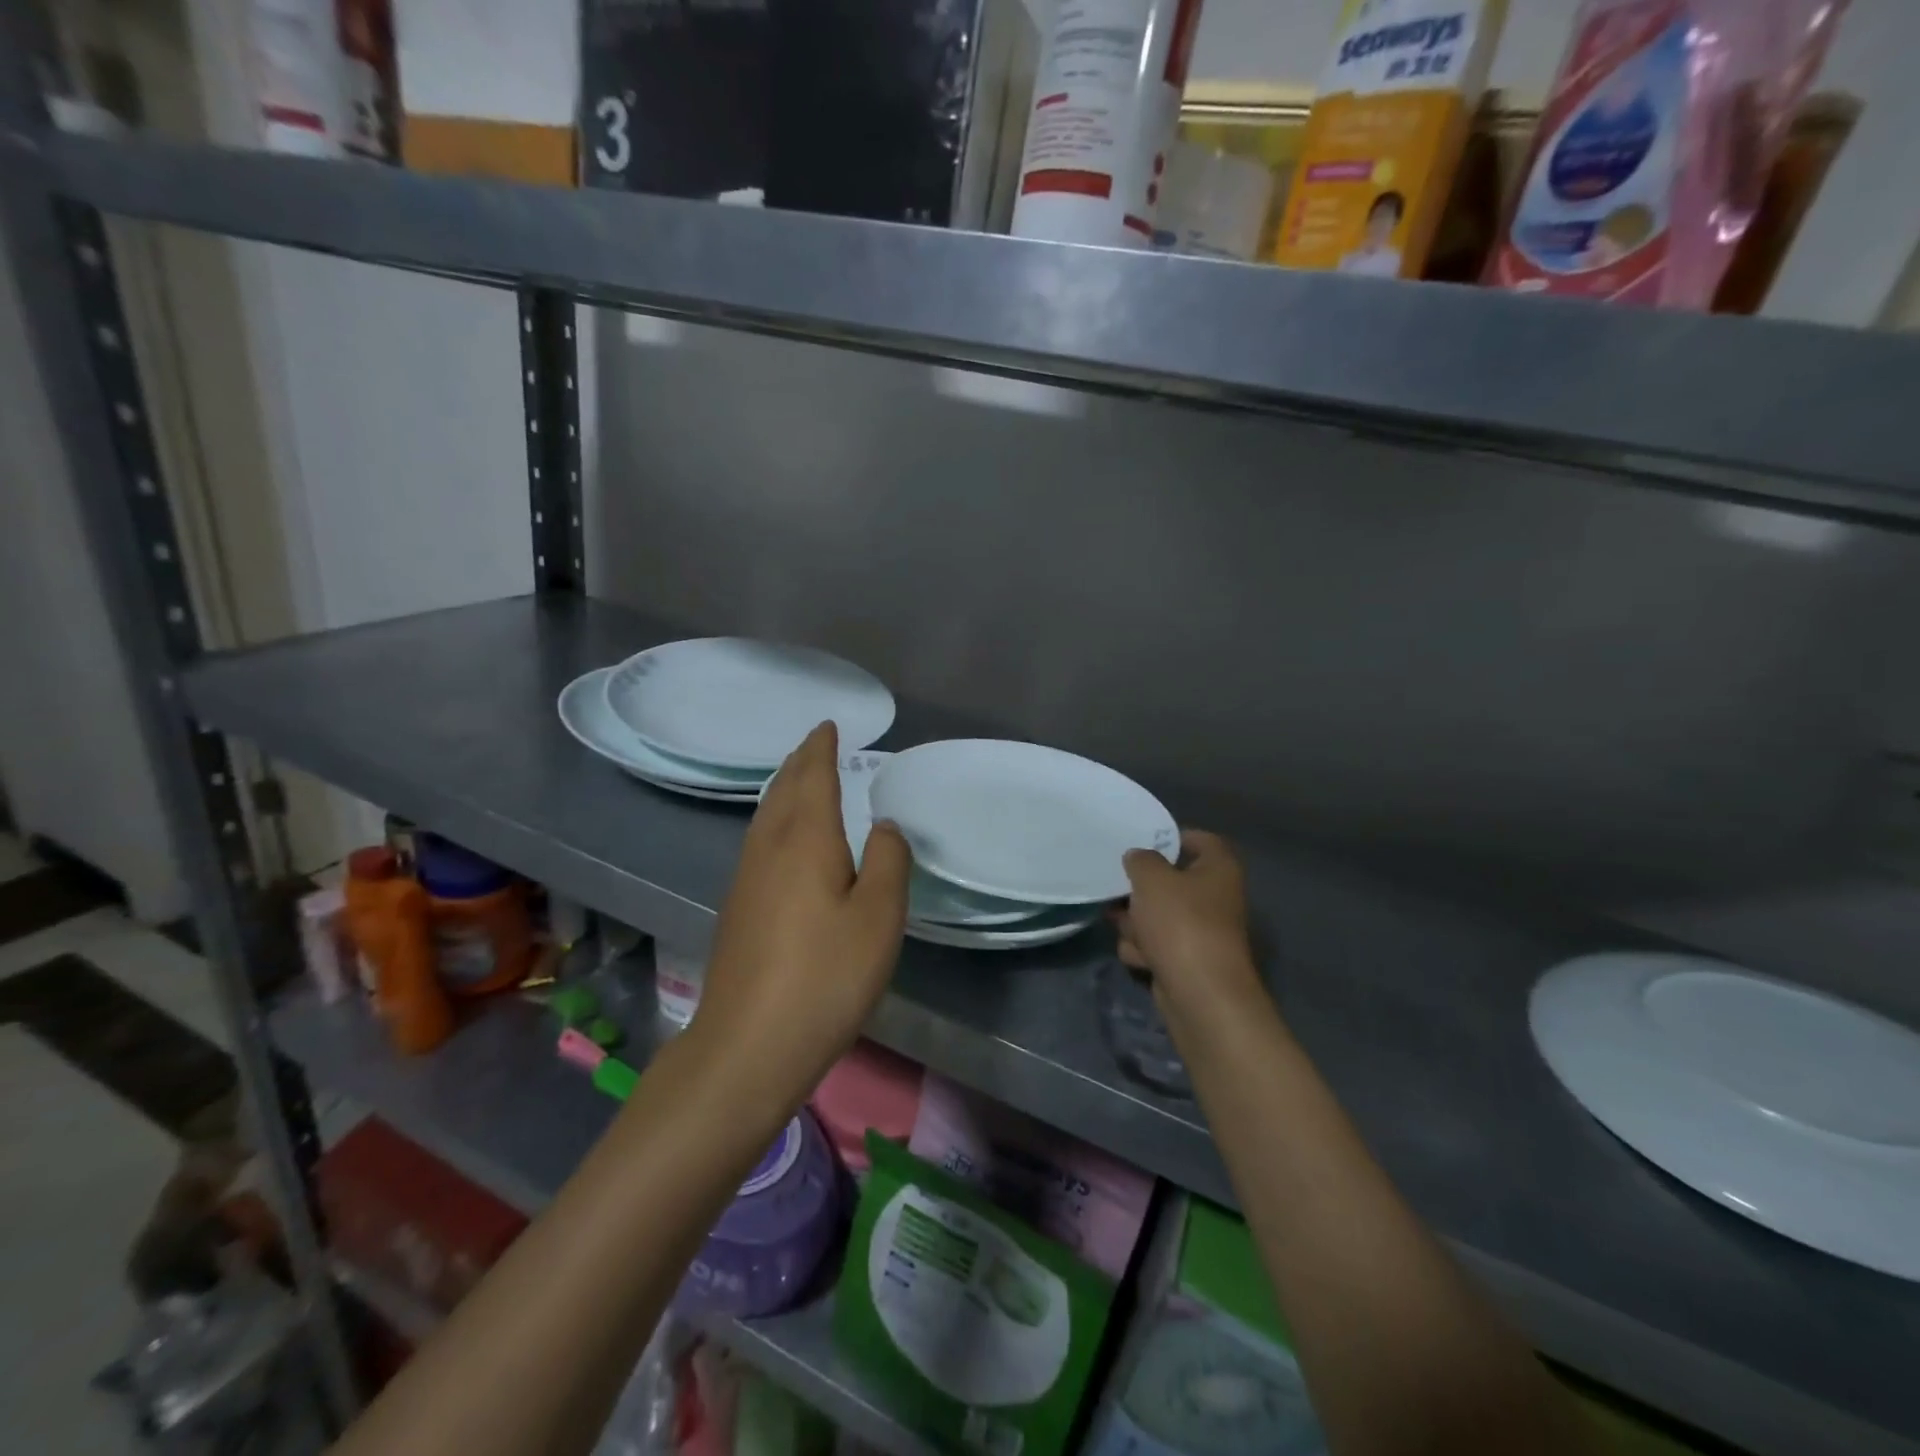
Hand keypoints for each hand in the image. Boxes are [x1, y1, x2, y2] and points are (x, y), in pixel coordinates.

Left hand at [689, 722, 910, 1103]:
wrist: (748, 1046)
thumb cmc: (824, 977)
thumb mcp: (879, 919)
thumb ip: (889, 862)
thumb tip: (884, 825)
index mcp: (805, 840)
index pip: (812, 778)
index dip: (820, 749)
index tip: (827, 726)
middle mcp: (769, 849)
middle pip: (782, 791)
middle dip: (799, 763)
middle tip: (814, 744)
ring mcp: (746, 879)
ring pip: (765, 817)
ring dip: (784, 790)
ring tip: (799, 779)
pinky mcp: (738, 909)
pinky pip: (759, 842)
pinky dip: (775, 820)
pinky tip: (783, 840)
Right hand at [1112, 830, 1266, 1028]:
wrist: (1200, 994)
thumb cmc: (1181, 923)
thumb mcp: (1151, 878)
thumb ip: (1140, 859)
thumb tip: (1139, 858)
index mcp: (1218, 868)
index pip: (1197, 839)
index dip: (1169, 838)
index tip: (1139, 843)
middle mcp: (1215, 896)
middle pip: (1169, 881)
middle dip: (1140, 891)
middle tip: (1118, 891)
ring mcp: (1201, 931)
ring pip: (1156, 915)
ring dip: (1136, 924)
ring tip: (1132, 933)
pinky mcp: (1187, 960)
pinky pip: (1156, 944)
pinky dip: (1145, 950)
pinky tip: (1142, 958)